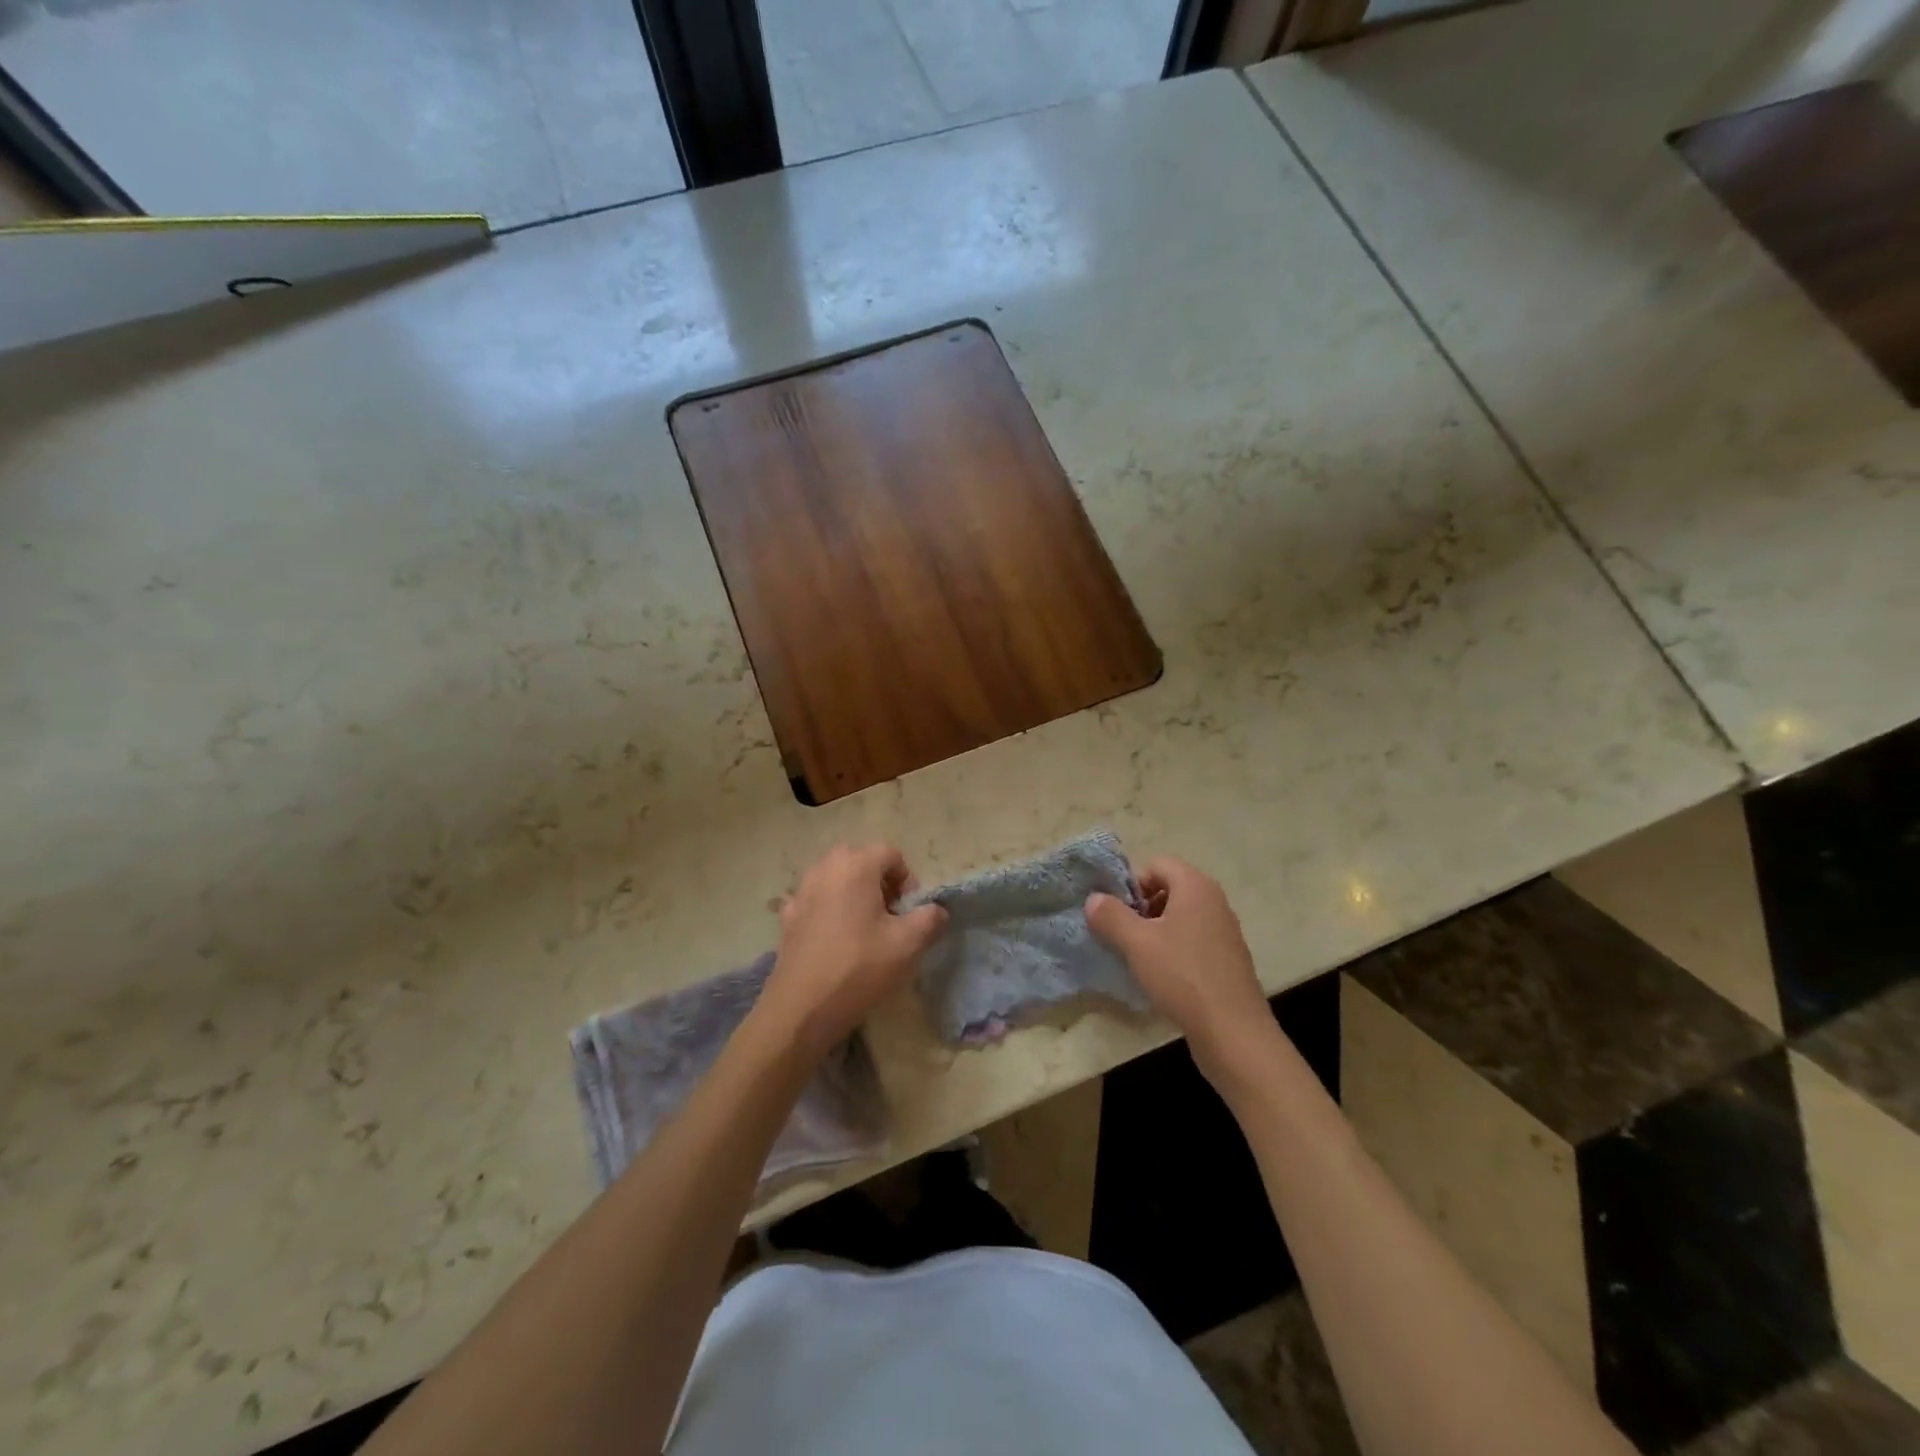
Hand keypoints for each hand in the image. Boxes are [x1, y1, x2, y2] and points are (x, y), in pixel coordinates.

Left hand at [758, 843, 947, 1060]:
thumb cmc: (859, 967)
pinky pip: (816, 899)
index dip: (907, 879)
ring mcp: (801, 891)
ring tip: (864, 928)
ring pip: (836, 877)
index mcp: (855, 865)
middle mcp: (825, 868)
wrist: (802, 1008)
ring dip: (854, 892)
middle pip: (861, 859)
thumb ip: (930, 918)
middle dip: (880, 881)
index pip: (890, 853)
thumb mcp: (908, 944)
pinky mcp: (788, 916)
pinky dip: (829, 908)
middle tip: (889, 915)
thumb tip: (937, 911)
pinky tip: (835, 938)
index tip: (909, 911)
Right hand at [1086, 858, 1273, 1077]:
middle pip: (1169, 889)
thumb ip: (1110, 915)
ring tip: (1139, 959)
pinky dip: (1174, 950)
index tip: (1117, 914)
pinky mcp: (1228, 960)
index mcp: (1196, 886)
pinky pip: (1193, 941)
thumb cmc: (1182, 976)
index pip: (1157, 864)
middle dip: (1142, 908)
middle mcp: (1214, 901)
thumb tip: (1094, 899)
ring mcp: (1224, 931)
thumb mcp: (1136, 943)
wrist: (1233, 1032)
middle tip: (1124, 936)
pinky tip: (1163, 978)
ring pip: (1180, 917)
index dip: (1132, 884)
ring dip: (1156, 931)